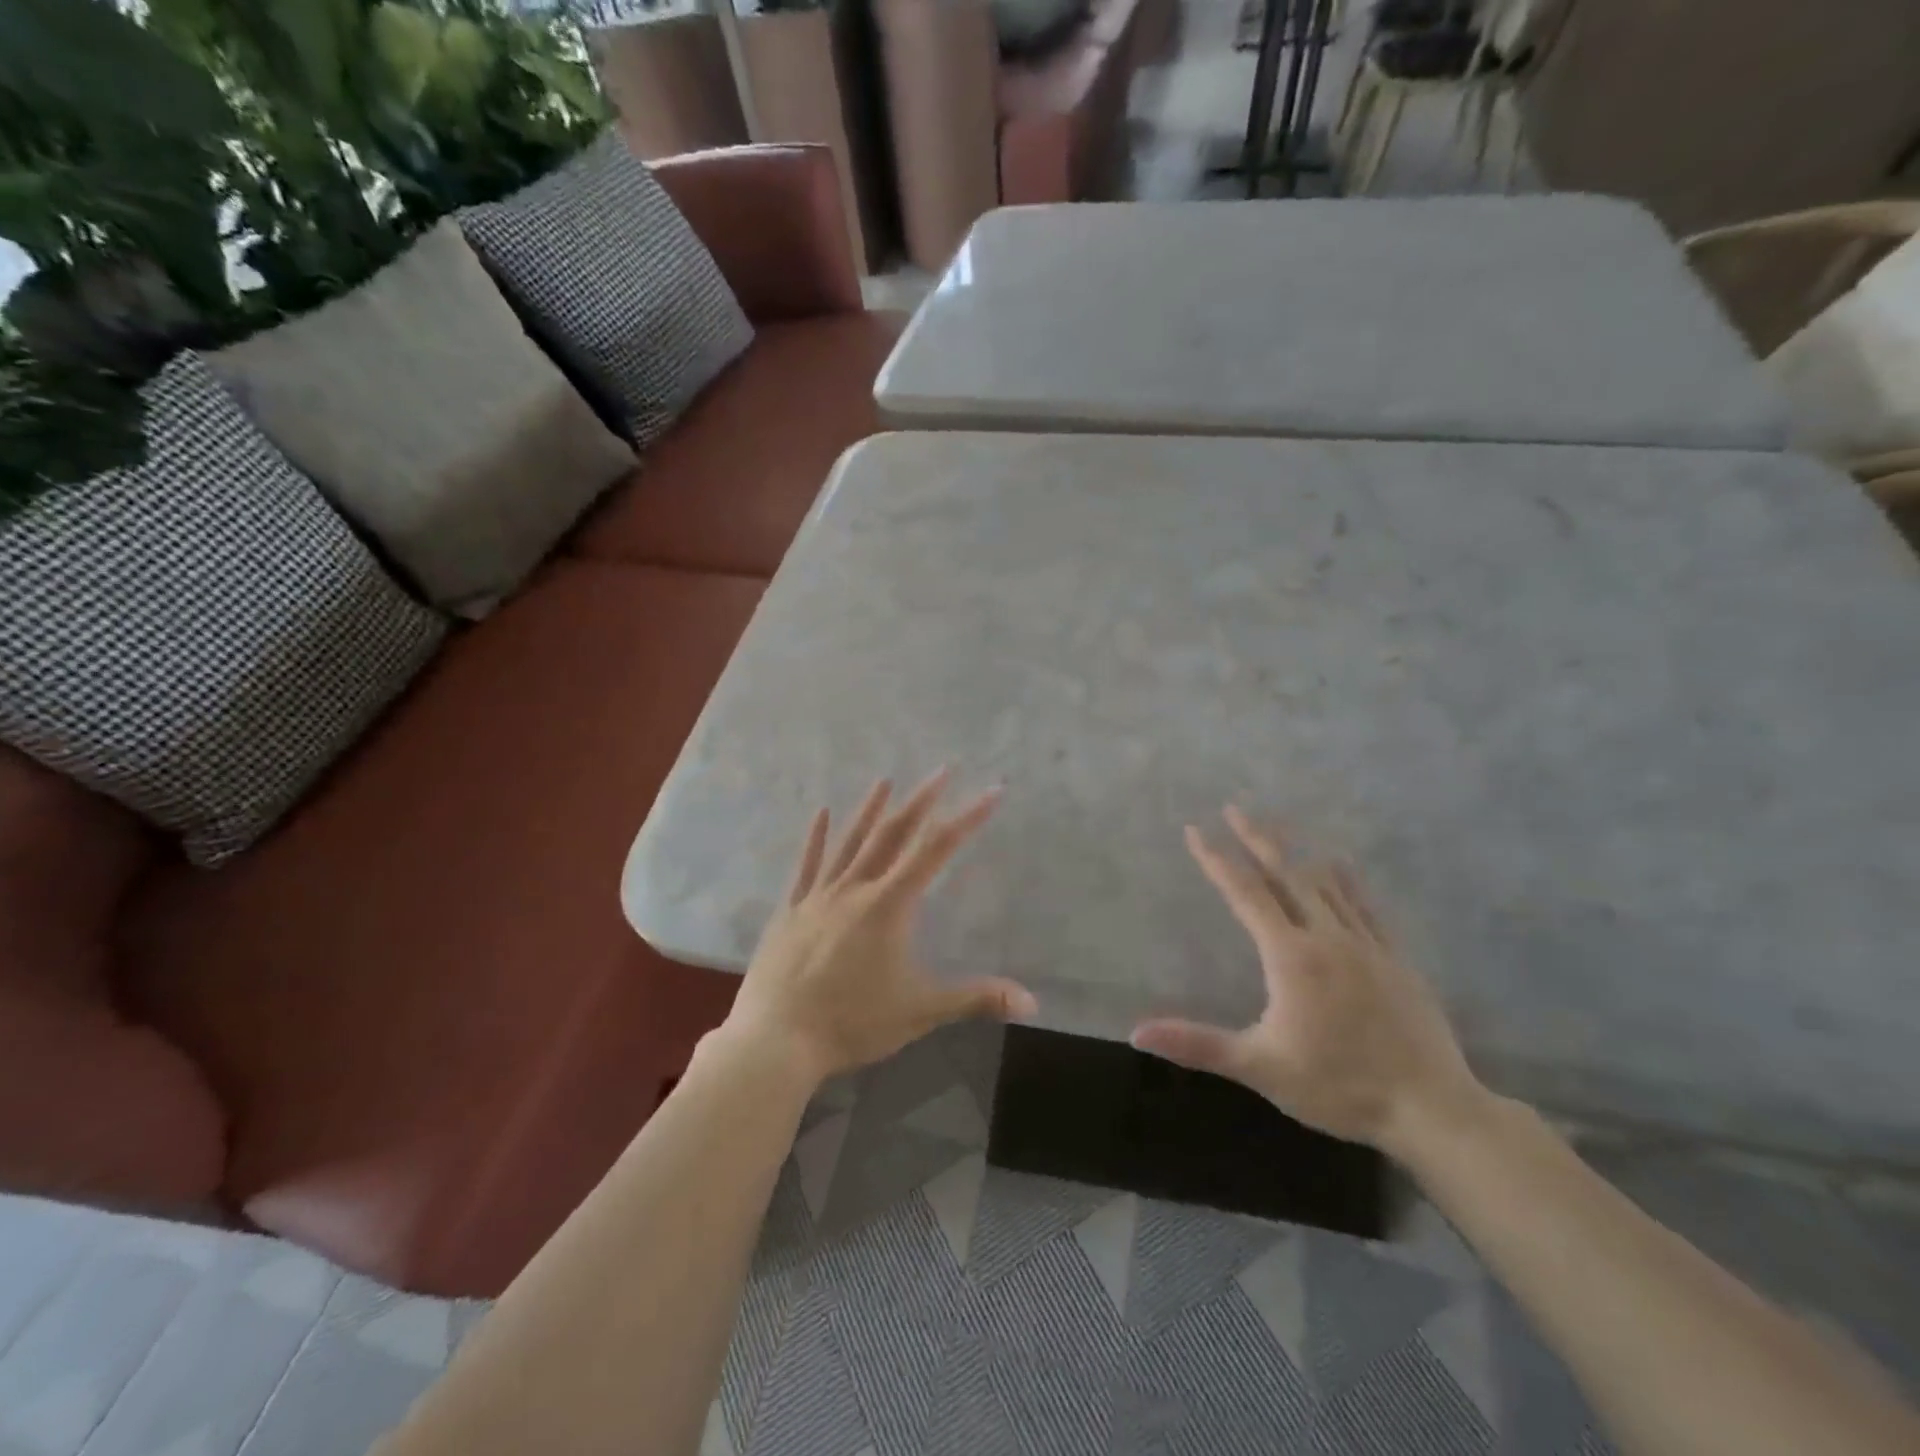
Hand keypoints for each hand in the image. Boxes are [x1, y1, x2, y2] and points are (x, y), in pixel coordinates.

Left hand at [723, 771, 1038, 1083]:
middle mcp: (855, 889)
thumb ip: (975, 1000)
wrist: (776, 1040)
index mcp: (889, 906)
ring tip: (886, 779)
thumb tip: (1032, 1002)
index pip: (937, 851)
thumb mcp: (920, 1011)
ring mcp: (818, 896)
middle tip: (942, 770)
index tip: (991, 792)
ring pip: (850, 842)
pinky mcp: (790, 910)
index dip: (967, 819)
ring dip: (871, 809)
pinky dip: (816, 837)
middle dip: (921, 800)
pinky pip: (807, 865)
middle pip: (893, 834)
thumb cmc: (852, 1023)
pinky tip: (822, 812)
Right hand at [1131, 807, 1482, 1155]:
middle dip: (1257, 839)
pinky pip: (1365, 904)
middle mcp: (1327, 936)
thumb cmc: (1339, 1087)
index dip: (1217, 860)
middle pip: (1286, 874)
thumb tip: (1136, 1032)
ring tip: (1277, 825)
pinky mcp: (1396, 957)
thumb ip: (1198, 1044)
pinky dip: (1345, 878)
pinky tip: (1339, 863)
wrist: (1433, 1110)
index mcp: (1291, 955)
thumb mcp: (1260, 1067)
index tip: (1196, 830)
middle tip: (1235, 807)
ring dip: (1296, 850)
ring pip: (1326, 882)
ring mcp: (1367, 944)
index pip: (1246, 894)